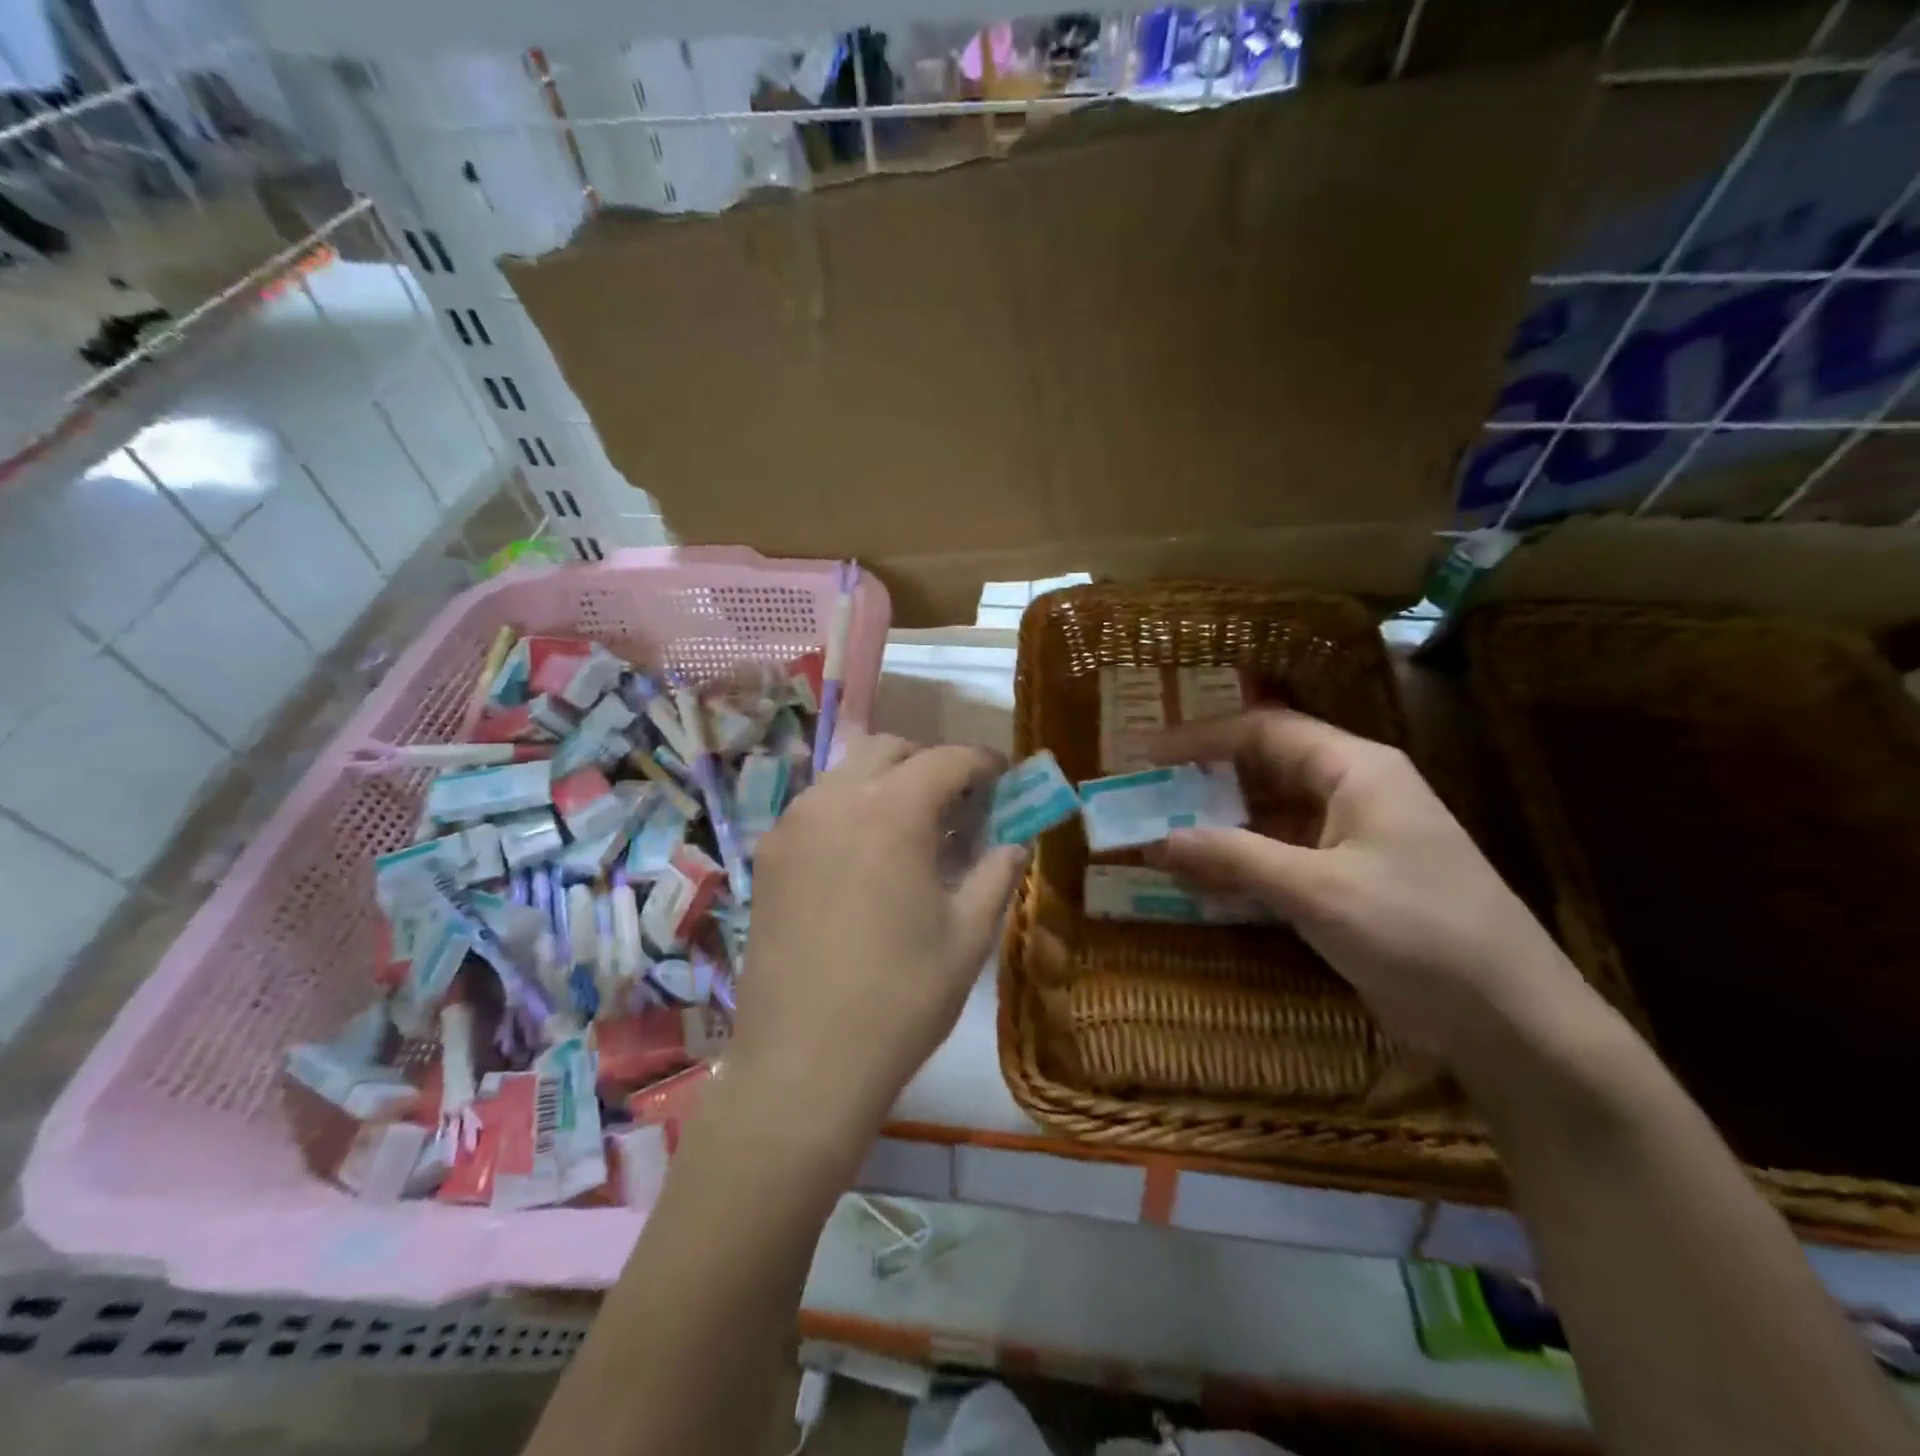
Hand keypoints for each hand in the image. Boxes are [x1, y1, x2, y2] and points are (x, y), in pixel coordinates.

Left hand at [729, 734, 1027, 1150]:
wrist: (803, 1062)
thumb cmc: (900, 999)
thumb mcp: (968, 937)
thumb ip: (996, 875)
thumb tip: (1015, 844)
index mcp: (892, 813)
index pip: (945, 760)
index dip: (981, 762)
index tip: (1001, 777)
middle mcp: (835, 801)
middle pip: (888, 749)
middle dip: (928, 763)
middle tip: (955, 804)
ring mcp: (793, 825)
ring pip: (845, 772)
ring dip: (884, 782)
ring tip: (908, 829)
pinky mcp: (768, 856)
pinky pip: (815, 806)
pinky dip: (848, 808)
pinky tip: (862, 857)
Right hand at [1148, 710, 1593, 1065]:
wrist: (1513, 1021)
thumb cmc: (1417, 932)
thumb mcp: (1315, 891)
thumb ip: (1232, 857)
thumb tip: (1156, 838)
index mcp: (1355, 769)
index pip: (1265, 731)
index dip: (1200, 737)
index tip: (1146, 753)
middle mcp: (1354, 792)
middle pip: (1265, 769)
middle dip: (1204, 783)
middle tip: (1147, 796)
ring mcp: (1354, 839)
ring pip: (1271, 817)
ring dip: (1219, 829)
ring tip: (1161, 840)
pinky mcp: (1352, 882)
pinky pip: (1284, 858)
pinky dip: (1243, 866)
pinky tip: (1203, 883)